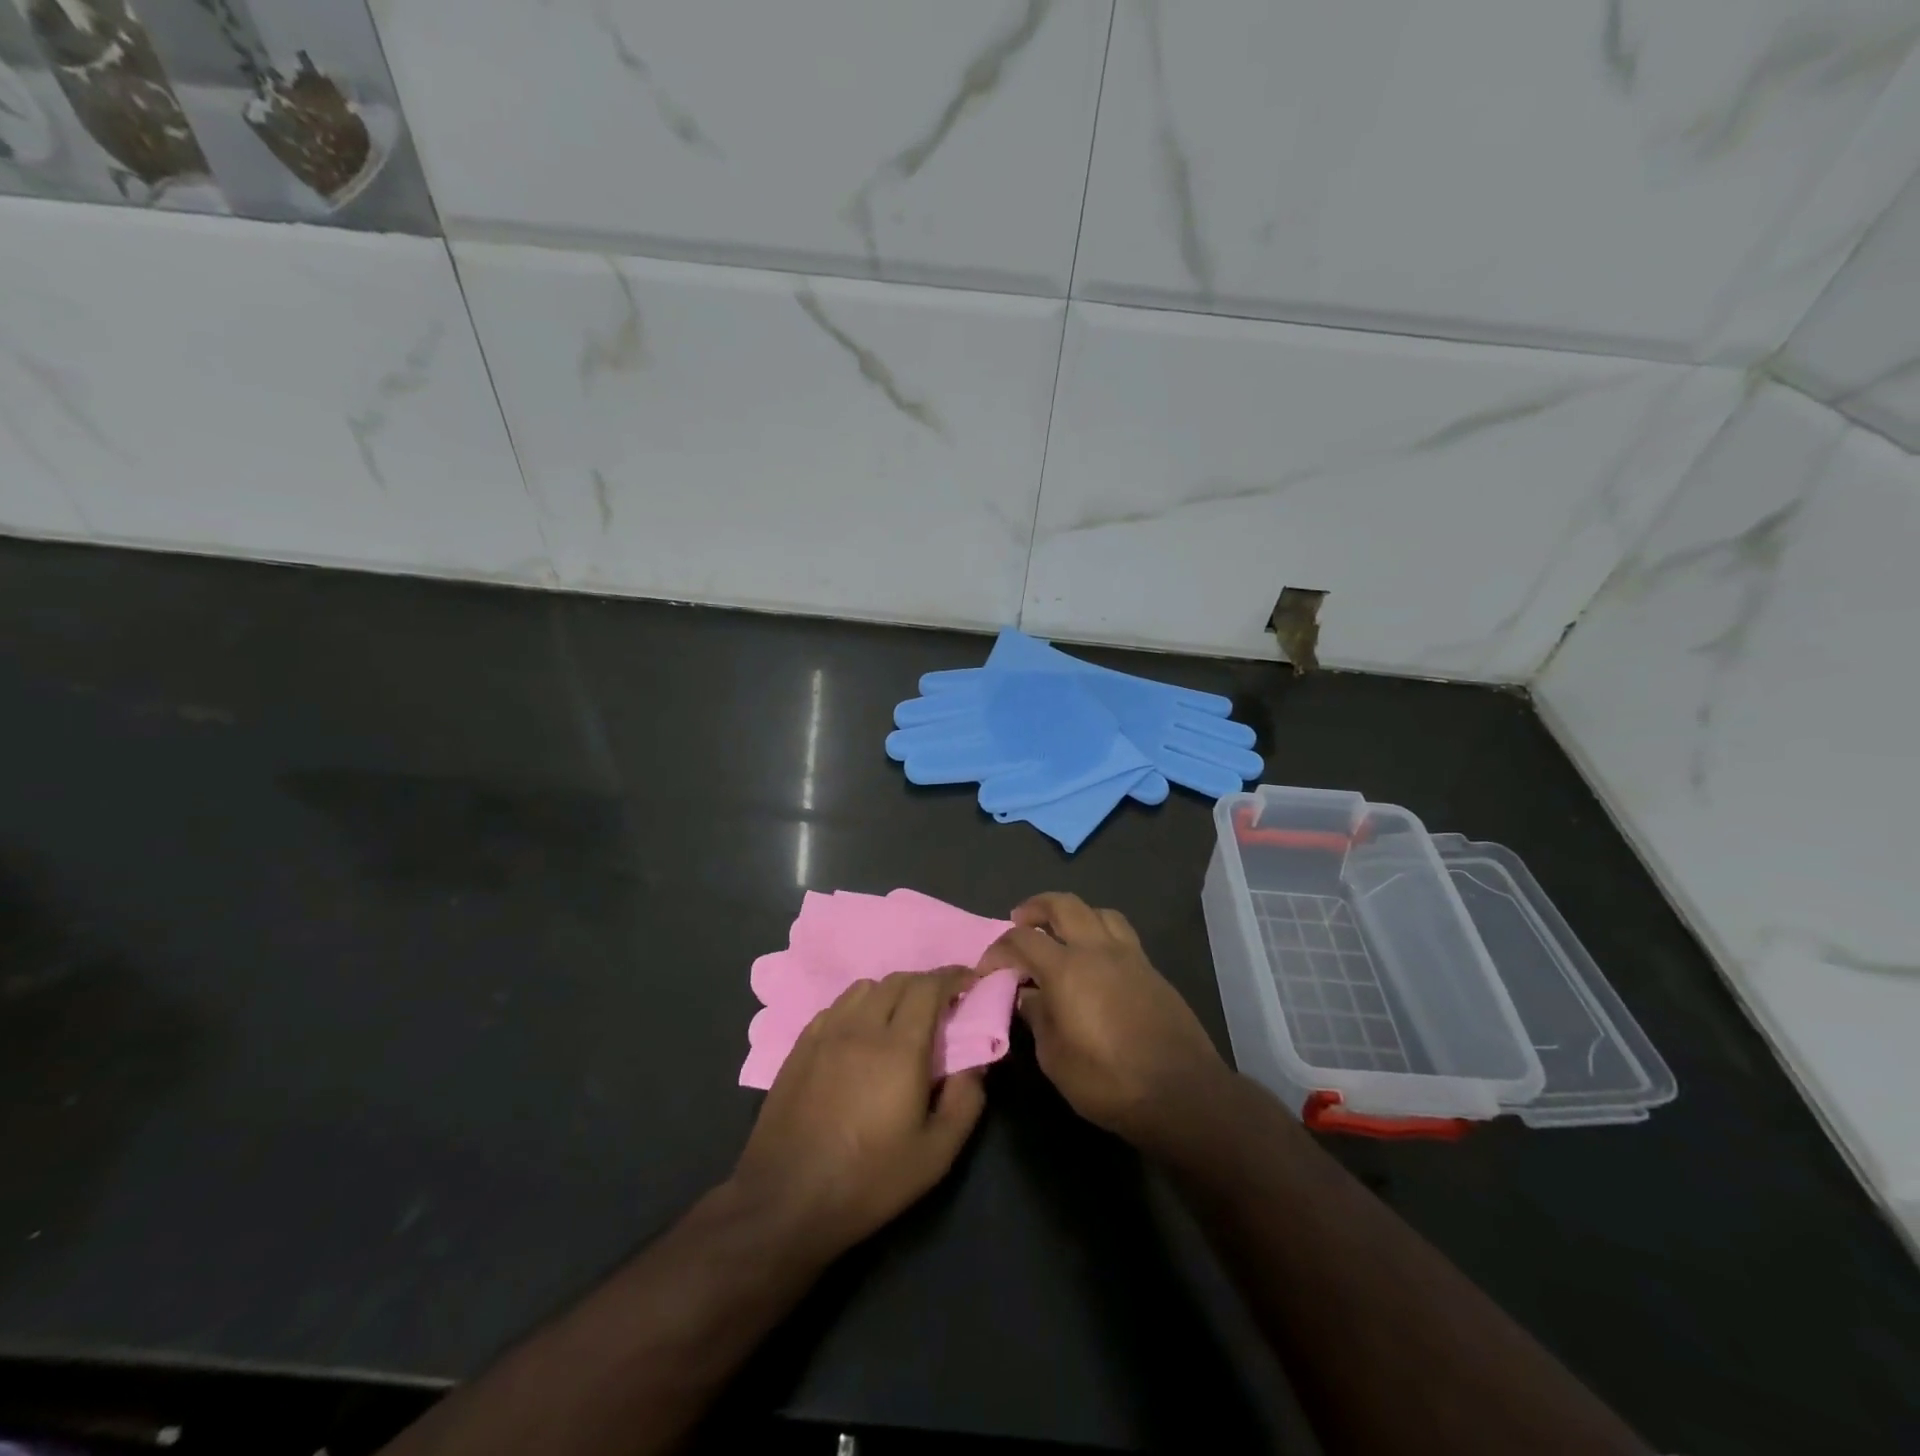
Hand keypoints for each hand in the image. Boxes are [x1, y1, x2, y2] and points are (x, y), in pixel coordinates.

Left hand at [730, 968, 986, 1261]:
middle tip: (943, 1003)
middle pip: (898, 980)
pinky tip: (861, 1033)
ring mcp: (826, 1033)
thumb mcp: (936, 1154)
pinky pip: (836, 1006)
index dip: (953, 976)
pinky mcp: (800, 1045)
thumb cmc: (869, 1180)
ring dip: (891, 991)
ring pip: (864, 988)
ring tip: (902, 1016)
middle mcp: (861, 1027)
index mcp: (899, 1048)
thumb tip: (976, 1062)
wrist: (786, 1199)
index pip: (929, 987)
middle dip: (926, 983)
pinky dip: (859, 1006)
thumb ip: (965, 1100)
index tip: (970, 980)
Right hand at [978, 893, 1227, 1150]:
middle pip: (1063, 905)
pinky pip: (1121, 934)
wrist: (1182, 1093)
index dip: (999, 949)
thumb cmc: (1109, 1081)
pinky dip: (1099, 933)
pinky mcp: (1152, 970)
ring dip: (1073, 914)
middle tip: (1020, 921)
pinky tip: (1095, 960)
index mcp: (1067, 969)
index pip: (1022, 940)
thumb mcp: (1055, 1059)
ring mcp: (1129, 956)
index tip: (988, 968)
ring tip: (1062, 933)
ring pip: (1098, 912)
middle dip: (1036, 907)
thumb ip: (1038, 1019)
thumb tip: (1028, 996)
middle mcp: (1097, 950)